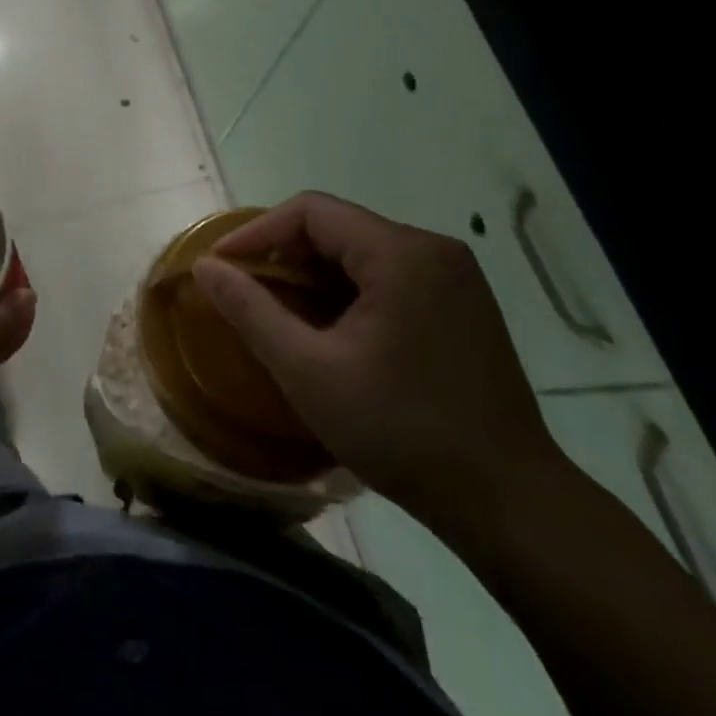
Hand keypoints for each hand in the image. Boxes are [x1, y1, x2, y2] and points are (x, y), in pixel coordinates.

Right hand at [193, 193, 559, 530]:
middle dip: (285, 255)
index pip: (311, 211)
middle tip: (246, 292)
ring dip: (315, 275)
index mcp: (401, 253)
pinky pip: (390, 276)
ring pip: (363, 253)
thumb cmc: (401, 431)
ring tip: (280, 312)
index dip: (258, 232)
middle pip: (339, 228)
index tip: (222, 266)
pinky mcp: (463, 306)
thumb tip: (204, 267)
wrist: (510, 503)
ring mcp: (455, 278)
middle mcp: (433, 250)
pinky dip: (348, 291)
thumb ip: (250, 310)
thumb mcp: (308, 371)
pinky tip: (330, 330)